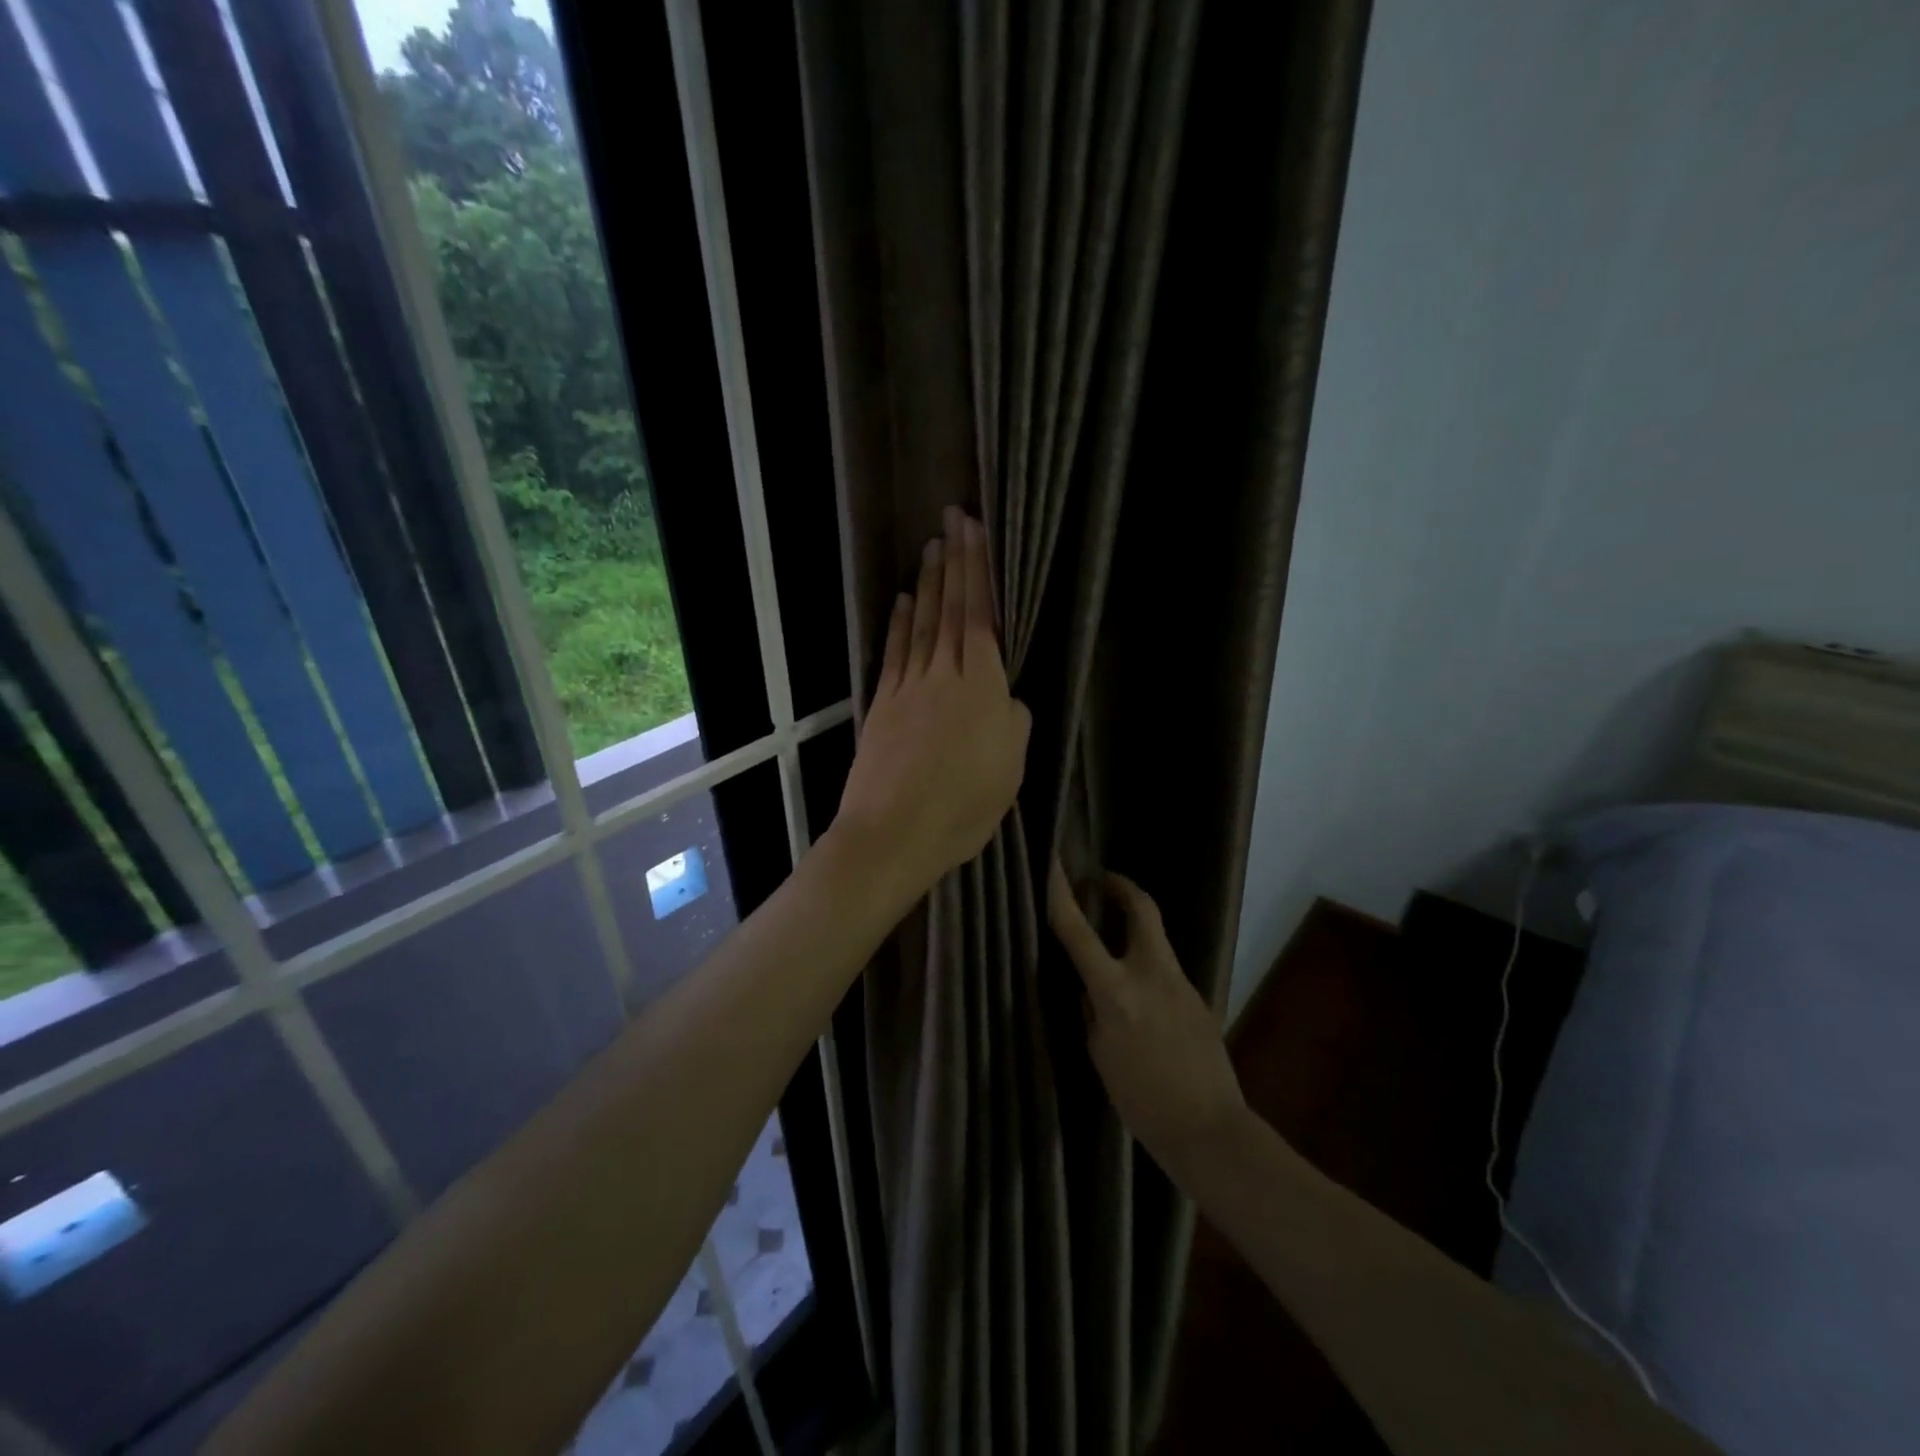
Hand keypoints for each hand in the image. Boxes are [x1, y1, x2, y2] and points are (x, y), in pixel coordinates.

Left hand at [828, 508, 1030, 908]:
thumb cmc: (963, 807)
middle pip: (950, 610)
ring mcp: (908, 688)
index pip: (982, 617)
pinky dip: (899, 625)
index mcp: (983, 688)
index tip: (975, 533)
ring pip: (922, 625)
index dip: (979, 572)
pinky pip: (895, 654)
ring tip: (931, 548)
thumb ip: (1013, 724)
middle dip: (954, 562)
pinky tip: (904, 602)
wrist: (893, 832)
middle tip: (952, 519)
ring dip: (928, 584)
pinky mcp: (882, 705)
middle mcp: (945, 676)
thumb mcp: (1011, 770)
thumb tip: (1007, 699)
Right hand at [1049, 863, 1247, 1172]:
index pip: (1079, 932)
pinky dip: (1148, 969)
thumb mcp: (1100, 1054)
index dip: (1061, 894)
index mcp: (1116, 991)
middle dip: (1122, 887)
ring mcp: (1182, 983)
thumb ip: (1093, 1011)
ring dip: (1135, 930)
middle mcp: (1151, 974)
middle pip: (1141, 909)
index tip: (1052, 864)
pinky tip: (1143, 1001)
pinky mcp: (1200, 998)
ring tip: (1115, 946)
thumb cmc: (1141, 1100)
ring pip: (1156, 939)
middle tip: (1102, 882)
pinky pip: (1167, 971)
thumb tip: (1090, 988)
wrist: (1209, 1130)